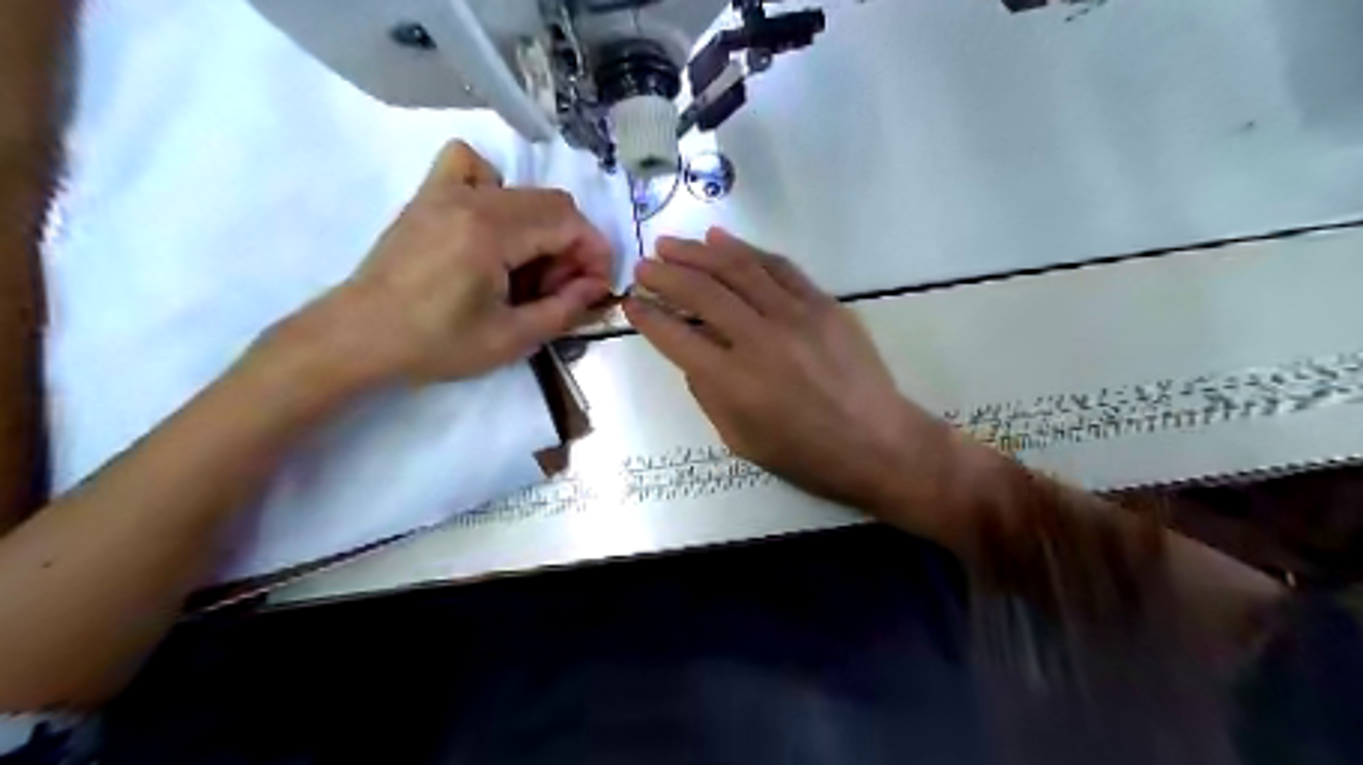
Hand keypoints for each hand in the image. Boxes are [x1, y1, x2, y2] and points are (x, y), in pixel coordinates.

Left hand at [270, 141, 609, 391]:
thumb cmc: (435, 344)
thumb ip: (564, 309)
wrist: (359, 338)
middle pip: (553, 203)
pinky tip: (492, 225)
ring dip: (542, 226)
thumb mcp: (512, 339)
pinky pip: (471, 166)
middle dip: (572, 245)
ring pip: (522, 189)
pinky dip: (495, 188)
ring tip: (528, 268)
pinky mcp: (428, 196)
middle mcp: (472, 199)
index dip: (595, 253)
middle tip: (561, 288)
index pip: (569, 223)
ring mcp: (445, 191)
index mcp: (491, 232)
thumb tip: (597, 287)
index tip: (596, 288)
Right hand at [621, 228, 949, 514]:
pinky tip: (721, 240)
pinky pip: (778, 267)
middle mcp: (758, 339)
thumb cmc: (805, 454)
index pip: (675, 336)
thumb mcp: (740, 439)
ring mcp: (794, 315)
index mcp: (732, 381)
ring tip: (670, 244)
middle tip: (643, 266)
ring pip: (737, 269)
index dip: (647, 317)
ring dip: (698, 252)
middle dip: (665, 275)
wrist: (876, 442)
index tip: (631, 303)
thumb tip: (693, 354)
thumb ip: (708, 393)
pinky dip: (746, 250)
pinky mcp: (822, 304)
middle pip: (701, 292)